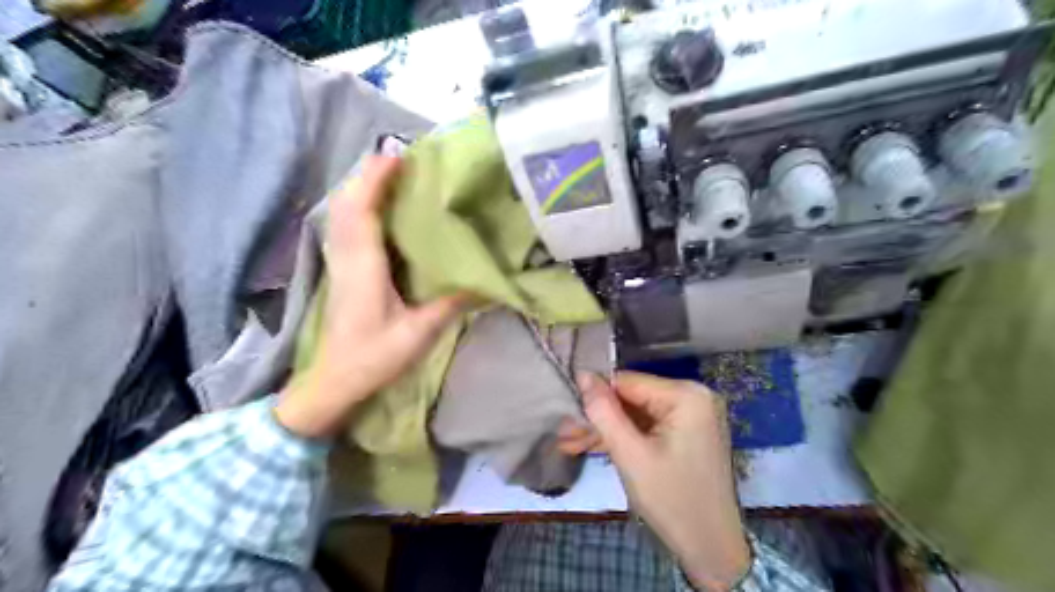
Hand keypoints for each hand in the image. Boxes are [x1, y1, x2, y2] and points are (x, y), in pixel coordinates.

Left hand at [275, 155, 464, 438]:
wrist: (333, 382)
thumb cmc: (374, 357)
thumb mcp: (419, 333)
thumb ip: (451, 304)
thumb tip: (483, 282)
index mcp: (364, 267)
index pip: (362, 212)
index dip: (375, 181)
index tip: (395, 156)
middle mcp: (347, 258)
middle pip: (347, 205)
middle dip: (367, 177)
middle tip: (398, 160)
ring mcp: (340, 265)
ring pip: (342, 215)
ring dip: (361, 190)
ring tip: (390, 177)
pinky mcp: (342, 273)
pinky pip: (345, 228)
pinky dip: (359, 209)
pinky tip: (378, 211)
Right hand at [575, 373, 749, 590]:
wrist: (712, 550)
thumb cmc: (672, 500)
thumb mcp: (630, 455)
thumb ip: (604, 412)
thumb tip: (582, 373)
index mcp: (686, 395)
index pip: (627, 382)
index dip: (594, 395)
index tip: (565, 412)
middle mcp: (693, 397)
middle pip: (631, 399)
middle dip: (597, 418)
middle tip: (564, 434)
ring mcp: (691, 417)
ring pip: (635, 415)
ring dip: (605, 430)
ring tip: (569, 443)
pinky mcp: (686, 434)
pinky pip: (647, 428)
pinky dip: (623, 439)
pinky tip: (590, 447)